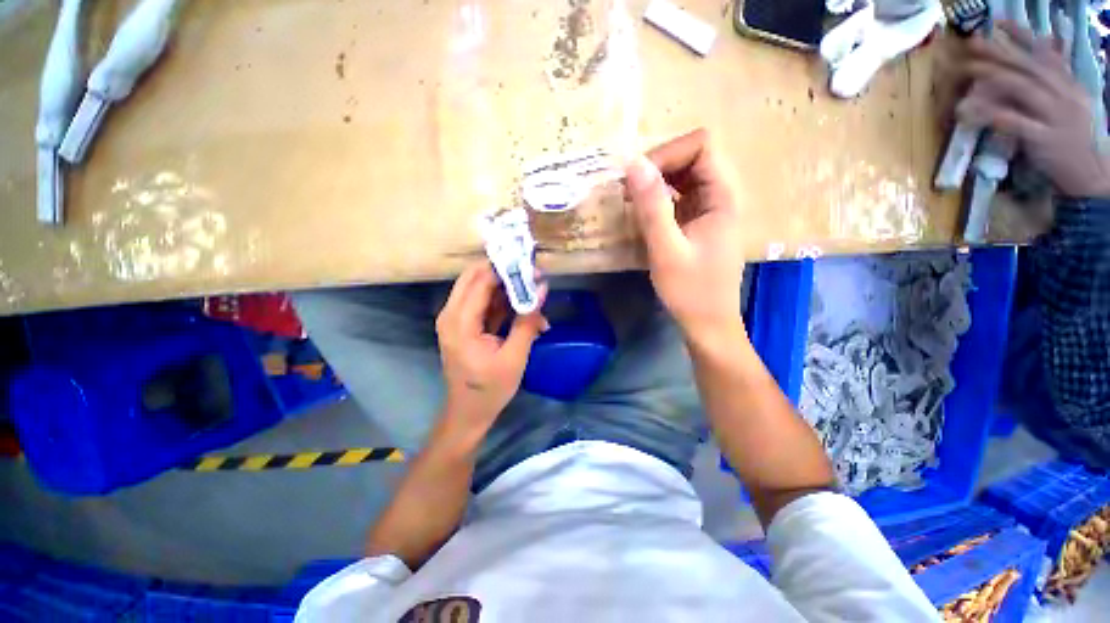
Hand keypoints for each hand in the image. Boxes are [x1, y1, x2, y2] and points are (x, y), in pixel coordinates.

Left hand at [436, 262, 547, 433]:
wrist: (468, 413)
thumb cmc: (490, 389)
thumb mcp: (515, 357)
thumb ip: (527, 321)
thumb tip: (542, 289)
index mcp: (460, 322)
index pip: (481, 281)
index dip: (506, 269)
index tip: (532, 266)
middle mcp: (451, 314)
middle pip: (475, 277)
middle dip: (504, 273)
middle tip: (531, 275)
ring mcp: (455, 319)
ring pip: (479, 288)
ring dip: (505, 288)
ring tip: (533, 293)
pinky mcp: (463, 325)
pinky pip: (482, 303)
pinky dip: (501, 303)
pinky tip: (523, 310)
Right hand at [625, 129, 745, 342]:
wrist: (708, 324)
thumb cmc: (690, 291)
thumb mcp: (667, 250)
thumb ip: (652, 207)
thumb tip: (633, 164)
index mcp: (722, 197)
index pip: (701, 145)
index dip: (668, 153)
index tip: (638, 178)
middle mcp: (720, 196)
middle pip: (692, 156)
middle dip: (658, 165)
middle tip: (628, 189)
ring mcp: (709, 210)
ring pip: (684, 176)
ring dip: (656, 181)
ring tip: (630, 198)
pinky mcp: (698, 223)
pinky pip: (679, 196)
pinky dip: (659, 197)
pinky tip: (642, 211)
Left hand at [957, 21, 1109, 197]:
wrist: (1092, 175)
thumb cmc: (1074, 141)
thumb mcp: (1068, 107)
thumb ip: (1053, 87)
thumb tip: (1032, 67)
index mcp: (1069, 86)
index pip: (1045, 55)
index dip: (1022, 37)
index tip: (998, 23)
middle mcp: (1064, 95)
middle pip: (1029, 68)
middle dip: (999, 52)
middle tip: (971, 43)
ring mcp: (1056, 116)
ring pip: (1022, 89)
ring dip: (993, 77)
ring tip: (967, 69)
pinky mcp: (1044, 139)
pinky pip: (1015, 122)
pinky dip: (992, 114)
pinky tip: (970, 110)